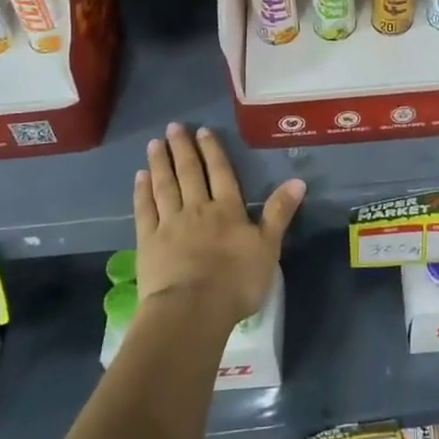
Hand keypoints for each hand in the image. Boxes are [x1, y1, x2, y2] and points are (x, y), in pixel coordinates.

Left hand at [134, 123, 304, 326]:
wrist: (192, 310)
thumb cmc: (235, 282)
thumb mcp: (268, 247)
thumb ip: (280, 213)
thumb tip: (298, 180)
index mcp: (228, 210)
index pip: (221, 174)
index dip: (212, 152)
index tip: (202, 131)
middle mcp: (198, 209)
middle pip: (190, 174)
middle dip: (183, 149)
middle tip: (174, 127)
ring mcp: (170, 225)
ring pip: (165, 186)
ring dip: (160, 163)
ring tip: (154, 143)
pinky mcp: (148, 243)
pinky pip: (145, 210)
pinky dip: (142, 192)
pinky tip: (140, 177)